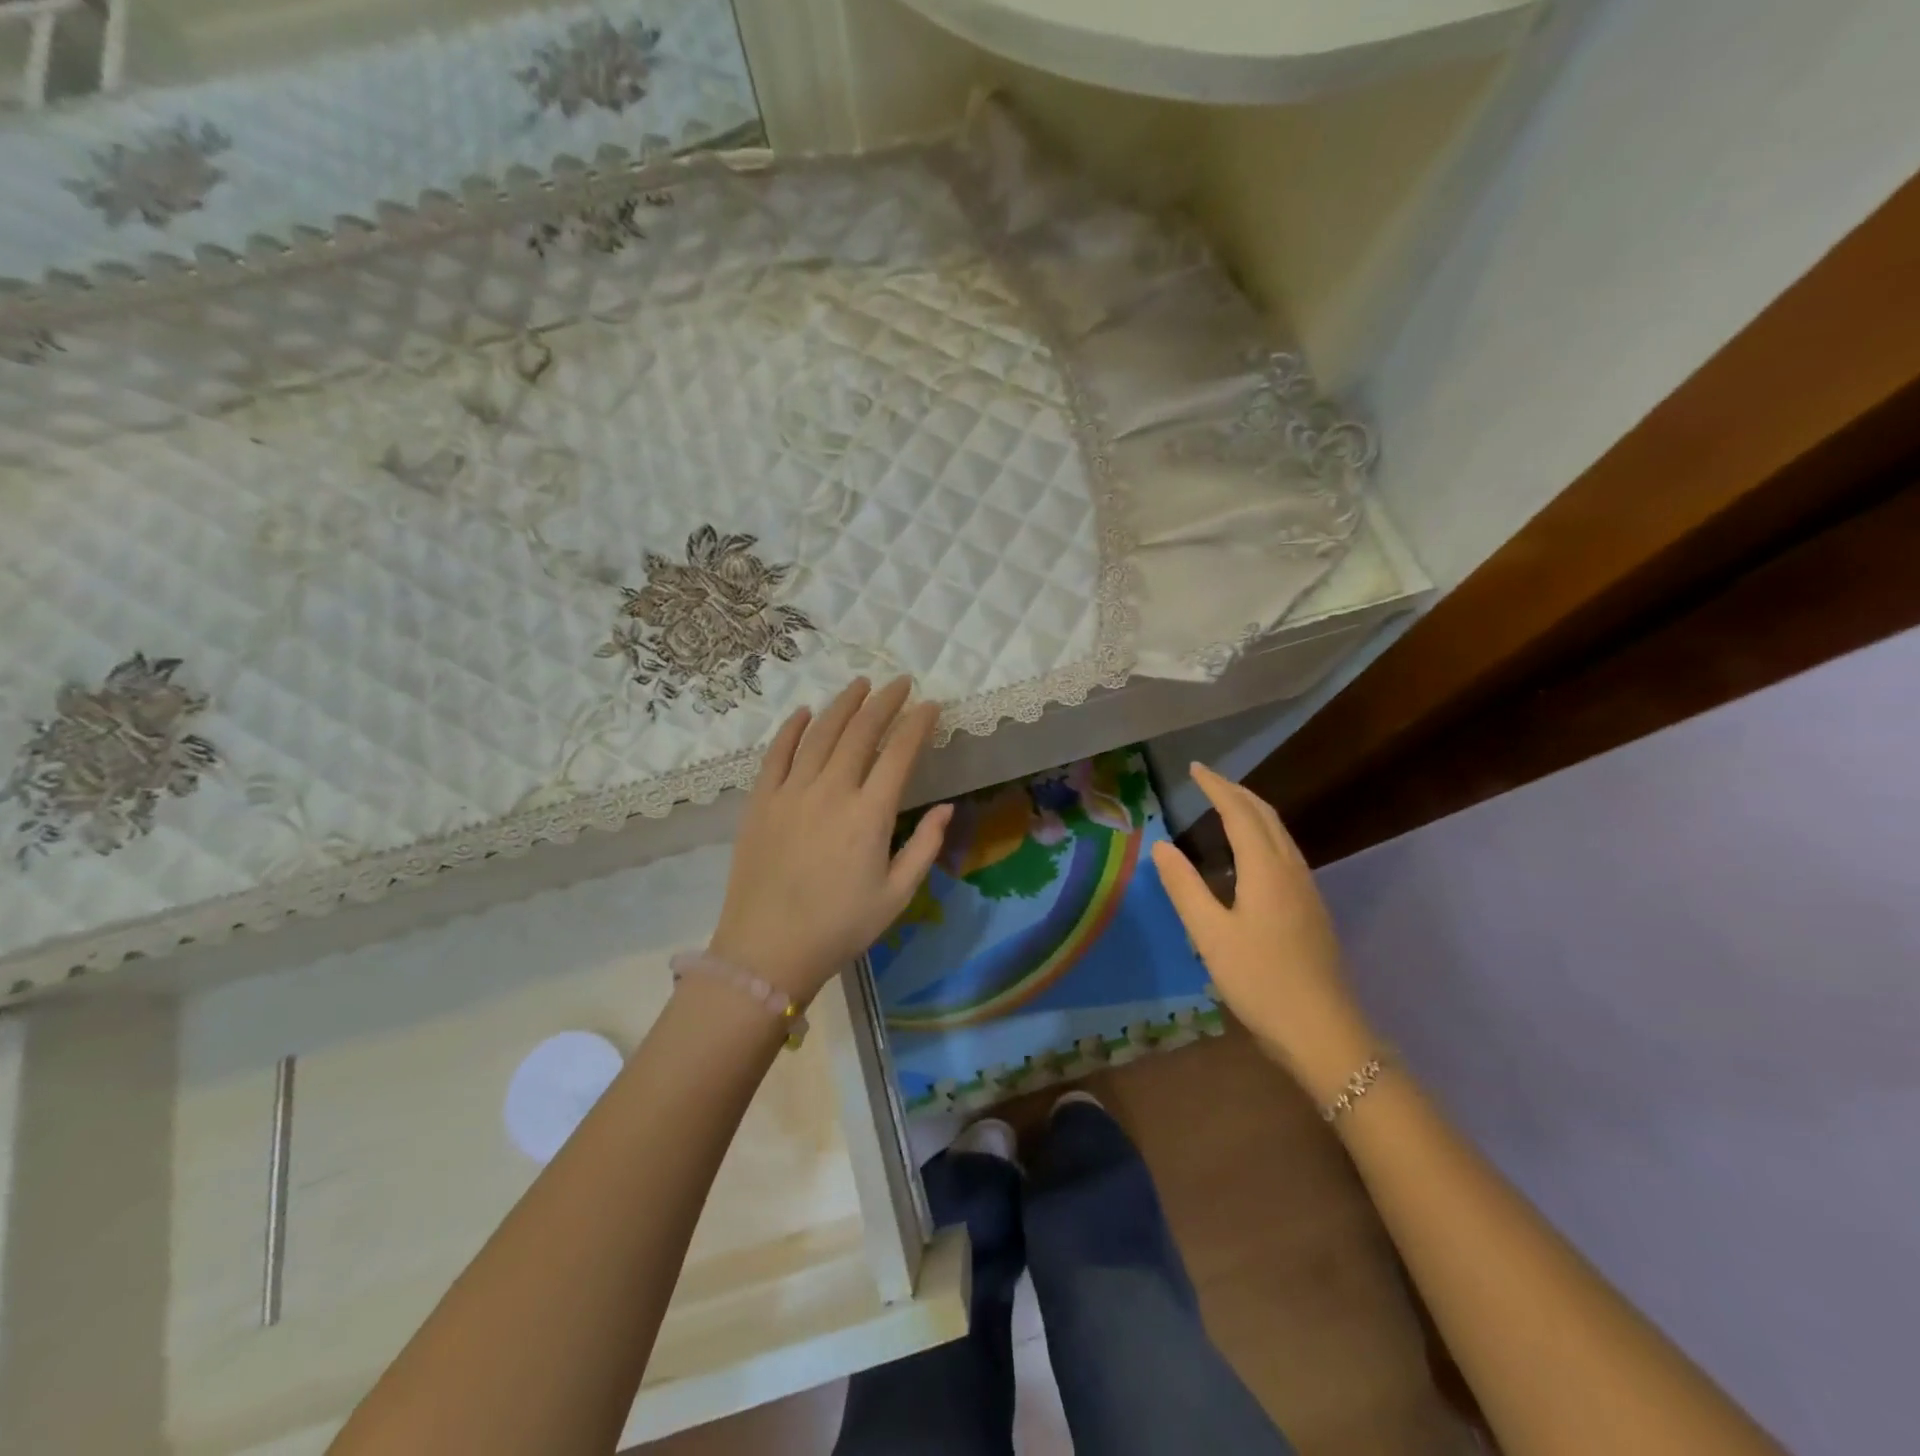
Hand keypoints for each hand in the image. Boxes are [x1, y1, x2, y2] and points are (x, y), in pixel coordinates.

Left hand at [709, 677, 951, 1003]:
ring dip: (843, 705)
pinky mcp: (760, 802)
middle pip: (860, 732)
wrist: (766, 951)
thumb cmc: (839, 928)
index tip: (931, 705)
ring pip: (819, 733)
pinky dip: (791, 729)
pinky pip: (776, 754)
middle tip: (900, 684)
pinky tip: (804, 712)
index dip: (917, 724)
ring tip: (861, 685)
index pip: (899, 754)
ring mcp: (791, 793)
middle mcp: (831, 792)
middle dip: (884, 702)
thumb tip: (947, 807)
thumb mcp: (896, 895)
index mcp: (869, 815)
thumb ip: (925, 847)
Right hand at [1151, 763, 1375, 1101]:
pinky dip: (1263, 835)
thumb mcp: (1210, 935)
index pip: (1240, 812)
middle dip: (1237, 791)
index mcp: (1266, 870)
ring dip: (1253, 812)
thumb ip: (1184, 887)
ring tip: (1226, 806)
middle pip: (1266, 816)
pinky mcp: (1311, 910)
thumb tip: (1162, 846)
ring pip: (1281, 834)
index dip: (1217, 787)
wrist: (1323, 1032)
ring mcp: (1307, 890)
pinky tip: (1250, 854)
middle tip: (1208, 780)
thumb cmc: (1260, 981)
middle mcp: (1292, 870)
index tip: (1194, 768)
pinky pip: (1286, 853)